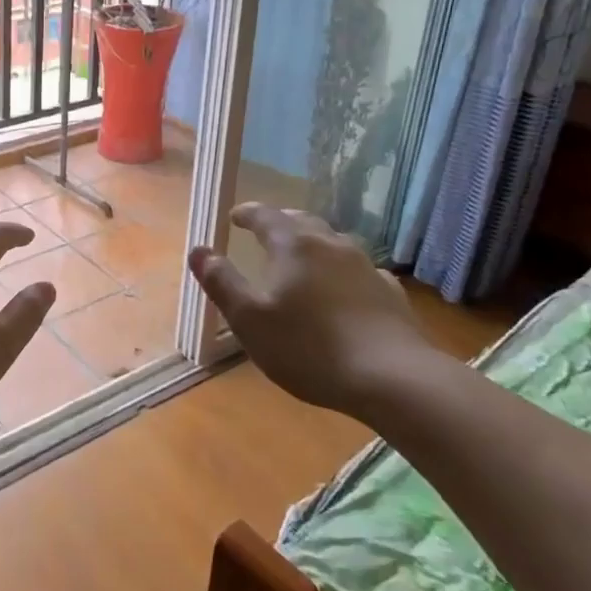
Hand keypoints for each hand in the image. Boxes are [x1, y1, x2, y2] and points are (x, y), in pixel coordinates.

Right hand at [187, 203, 441, 415]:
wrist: (392, 377)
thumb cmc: (309, 347)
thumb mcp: (249, 319)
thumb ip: (222, 282)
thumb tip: (198, 250)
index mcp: (294, 246)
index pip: (265, 216)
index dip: (247, 213)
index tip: (235, 216)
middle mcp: (330, 245)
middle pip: (302, 221)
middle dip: (281, 222)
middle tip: (266, 230)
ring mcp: (365, 267)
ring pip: (333, 243)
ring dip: (313, 243)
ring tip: (303, 257)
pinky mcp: (389, 293)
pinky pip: (360, 270)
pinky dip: (343, 271)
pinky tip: (346, 288)